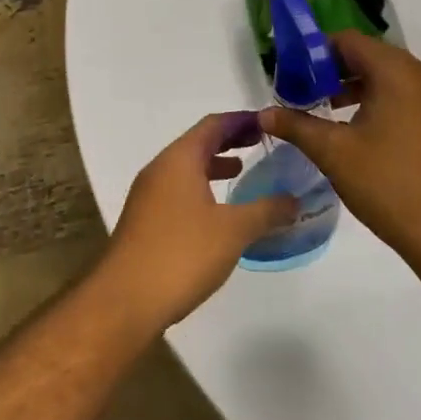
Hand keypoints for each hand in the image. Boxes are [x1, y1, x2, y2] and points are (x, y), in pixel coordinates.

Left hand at [95, 113, 298, 333]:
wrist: (126, 299)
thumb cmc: (182, 254)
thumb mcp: (233, 231)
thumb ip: (266, 211)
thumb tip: (294, 200)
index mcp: (179, 159)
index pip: (212, 125)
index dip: (241, 120)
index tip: (267, 122)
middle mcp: (160, 169)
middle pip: (197, 142)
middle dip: (229, 140)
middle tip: (261, 142)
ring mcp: (148, 194)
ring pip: (186, 167)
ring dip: (213, 164)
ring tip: (242, 171)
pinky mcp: (144, 219)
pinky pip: (177, 189)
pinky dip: (201, 187)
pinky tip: (217, 211)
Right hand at [260, 32, 420, 266]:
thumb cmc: (389, 184)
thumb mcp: (334, 152)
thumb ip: (296, 125)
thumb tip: (263, 114)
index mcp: (398, 73)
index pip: (348, 41)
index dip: (315, 53)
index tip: (290, 75)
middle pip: (369, 56)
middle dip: (332, 71)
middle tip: (303, 94)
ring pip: (389, 78)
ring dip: (355, 88)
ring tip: (326, 113)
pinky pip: (406, 98)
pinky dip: (379, 103)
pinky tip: (359, 133)